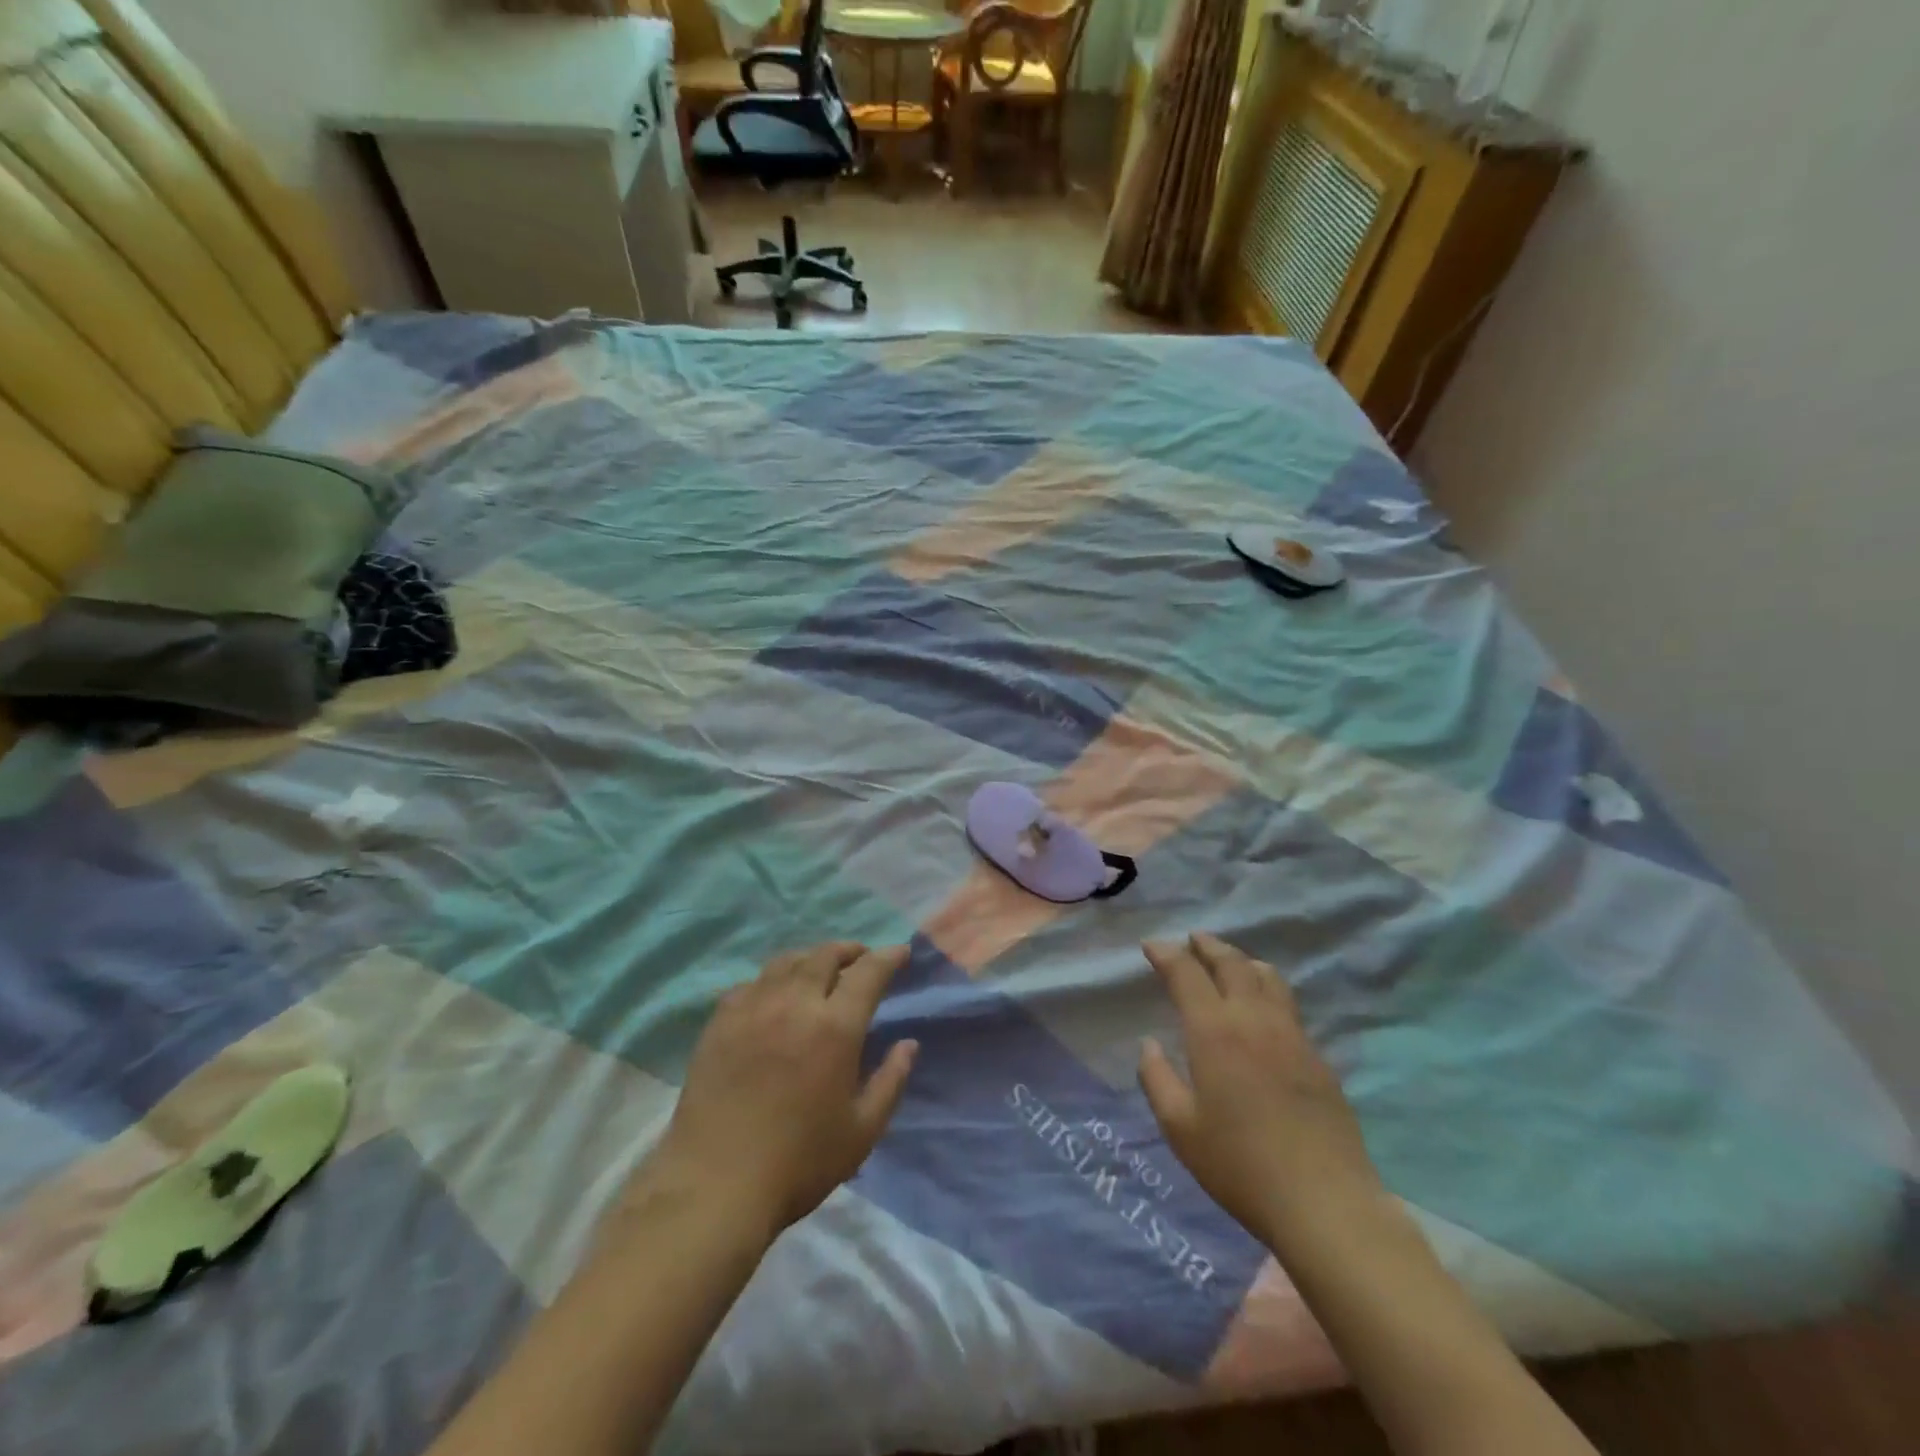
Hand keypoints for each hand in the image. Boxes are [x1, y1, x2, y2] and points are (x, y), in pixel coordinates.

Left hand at [630, 942, 917, 1241]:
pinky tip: (773, 995)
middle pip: (824, 956)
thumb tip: (908, 1044)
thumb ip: (890, 1081)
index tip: (900, 952)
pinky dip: (771, 980)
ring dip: (810, 958)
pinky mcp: (720, 1023)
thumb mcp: (862, 1131)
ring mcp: (752, 1009)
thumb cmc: (799, 1163)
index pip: (868, 973)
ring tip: (819, 969)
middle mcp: (795, 1004)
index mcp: (835, 1027)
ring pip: (786, 962)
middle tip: (860, 957)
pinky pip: (751, 984)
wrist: (715, 1185)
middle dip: (849, 950)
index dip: (888, 957)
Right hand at [1138, 933, 1382, 1246]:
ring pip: (1267, 977)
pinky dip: (1267, 987)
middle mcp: (1253, 1019)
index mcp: (1213, 1031)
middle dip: (1207, 946)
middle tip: (1191, 939)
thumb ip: (1157, 1079)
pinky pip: (1287, 1003)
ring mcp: (1291, 1034)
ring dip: (1241, 960)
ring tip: (1229, 961)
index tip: (1152, 946)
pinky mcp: (1317, 1055)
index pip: (1186, 973)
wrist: (1323, 1201)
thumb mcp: (1180, 1128)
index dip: (1166, 954)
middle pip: (1231, 963)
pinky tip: (1263, 1005)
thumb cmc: (1239, 1164)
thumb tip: (1149, 1044)